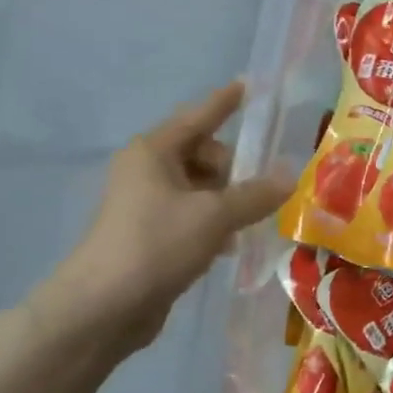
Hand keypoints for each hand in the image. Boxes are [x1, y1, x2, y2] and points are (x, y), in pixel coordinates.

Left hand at [36, 81, 291, 355]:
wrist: (103, 308)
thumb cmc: (156, 245)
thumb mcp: (214, 216)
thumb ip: (255, 194)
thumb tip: (290, 176)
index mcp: (154, 152)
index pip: (199, 116)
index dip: (226, 101)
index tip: (248, 84)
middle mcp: (148, 171)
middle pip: (204, 154)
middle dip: (234, 169)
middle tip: (256, 194)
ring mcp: (147, 204)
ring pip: (201, 188)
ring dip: (227, 201)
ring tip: (250, 222)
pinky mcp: (151, 236)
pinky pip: (193, 216)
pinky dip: (214, 224)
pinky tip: (229, 246)